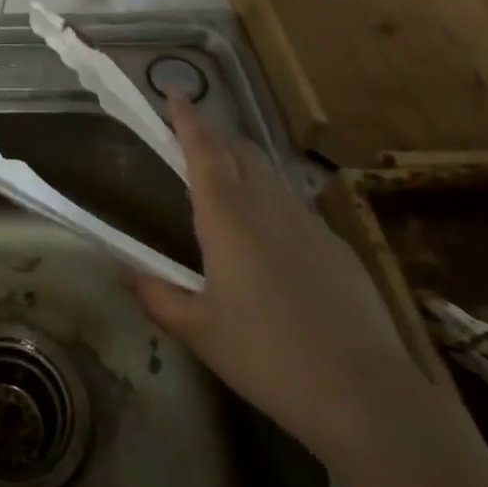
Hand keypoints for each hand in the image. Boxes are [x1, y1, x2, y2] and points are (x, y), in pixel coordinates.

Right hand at [132, 93, 434, 462]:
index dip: (187, 118)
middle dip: (213, 137)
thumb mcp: (198, 331)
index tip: (175, 91)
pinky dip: (271, 202)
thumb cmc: (267, 356)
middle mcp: (268, 206)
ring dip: (242, 166)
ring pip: (269, 175)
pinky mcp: (337, 247)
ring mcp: (309, 223)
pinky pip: (294, 207)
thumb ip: (155, 295)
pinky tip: (270, 242)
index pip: (203, 150)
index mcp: (227, 217)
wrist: (365, 395)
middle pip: (239, 151)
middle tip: (190, 141)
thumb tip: (122, 269)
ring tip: (225, 187)